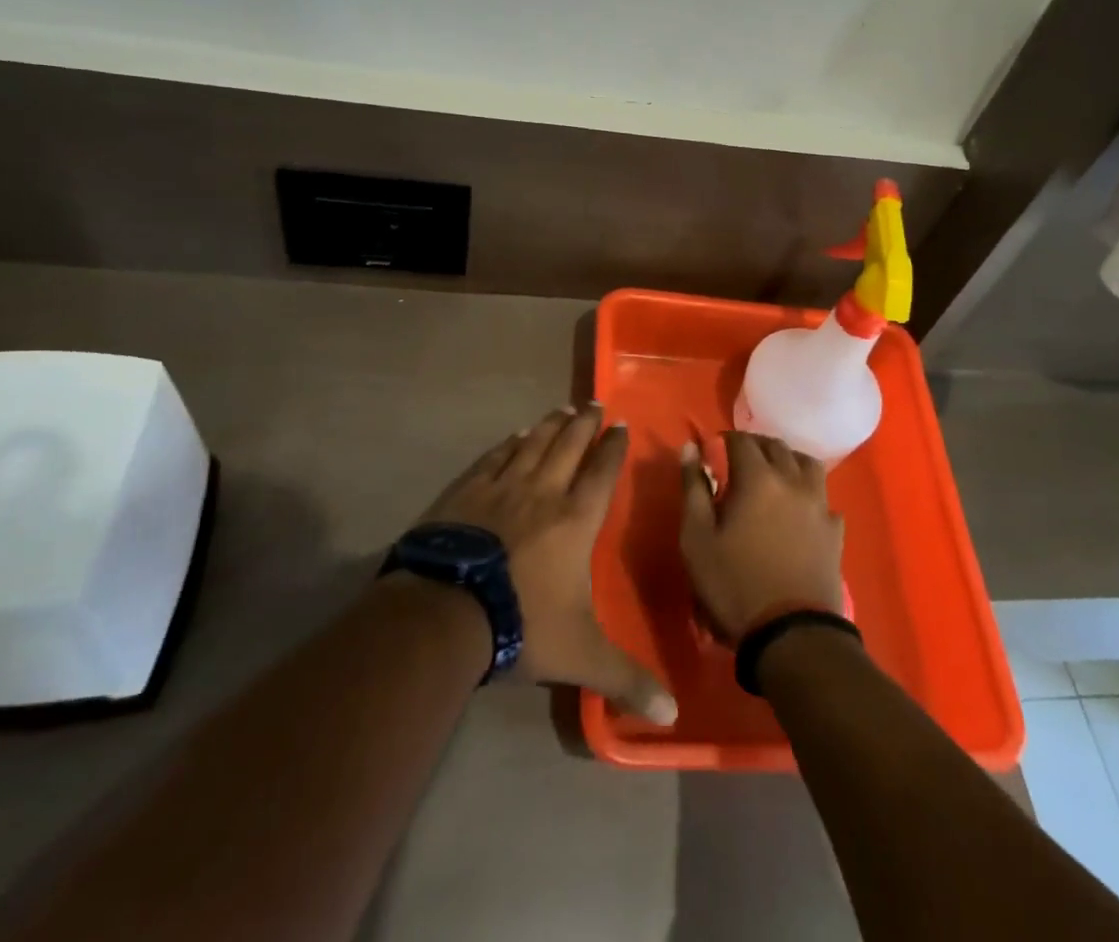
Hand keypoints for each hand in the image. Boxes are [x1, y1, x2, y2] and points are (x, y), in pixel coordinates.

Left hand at [415, 405, 675, 725]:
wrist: (446, 610)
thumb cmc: (522, 624)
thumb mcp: (580, 656)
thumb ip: (626, 679)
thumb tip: (672, 717)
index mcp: (575, 520)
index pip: (601, 473)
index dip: (613, 448)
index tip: (620, 425)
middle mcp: (543, 492)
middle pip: (569, 446)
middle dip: (585, 423)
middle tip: (593, 402)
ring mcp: (502, 487)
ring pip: (534, 444)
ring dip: (550, 425)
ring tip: (561, 409)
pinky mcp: (467, 491)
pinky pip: (496, 457)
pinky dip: (510, 443)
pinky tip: (515, 435)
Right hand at [679, 431, 844, 643]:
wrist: (791, 633)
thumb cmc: (734, 584)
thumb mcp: (697, 539)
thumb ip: (693, 489)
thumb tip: (690, 448)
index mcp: (758, 478)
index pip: (742, 441)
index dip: (726, 439)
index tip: (714, 448)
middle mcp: (792, 481)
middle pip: (777, 447)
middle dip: (756, 445)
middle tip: (739, 458)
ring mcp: (819, 505)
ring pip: (807, 464)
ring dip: (788, 460)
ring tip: (774, 474)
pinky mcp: (835, 531)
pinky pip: (824, 498)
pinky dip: (810, 494)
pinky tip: (801, 509)